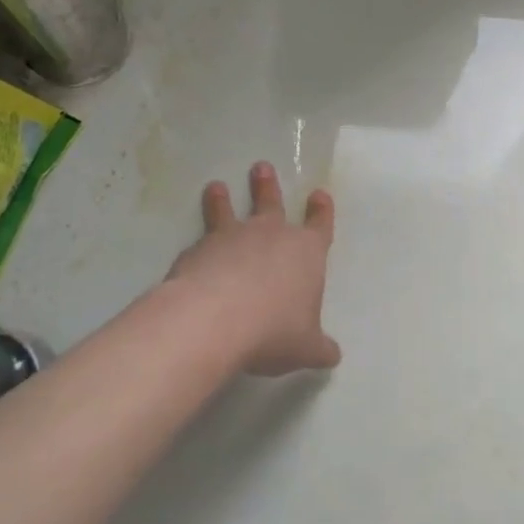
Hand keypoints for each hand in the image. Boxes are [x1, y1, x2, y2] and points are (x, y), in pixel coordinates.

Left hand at [166, 162, 339, 376]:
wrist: (216, 319)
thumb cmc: (274, 329)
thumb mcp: (305, 347)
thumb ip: (318, 348)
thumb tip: (332, 356)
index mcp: (305, 252)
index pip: (319, 225)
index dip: (321, 211)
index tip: (319, 194)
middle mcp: (270, 236)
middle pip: (271, 204)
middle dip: (267, 187)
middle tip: (260, 168)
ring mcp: (231, 238)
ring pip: (228, 212)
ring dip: (222, 200)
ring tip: (215, 187)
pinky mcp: (198, 250)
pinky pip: (200, 243)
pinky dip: (197, 245)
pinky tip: (190, 252)